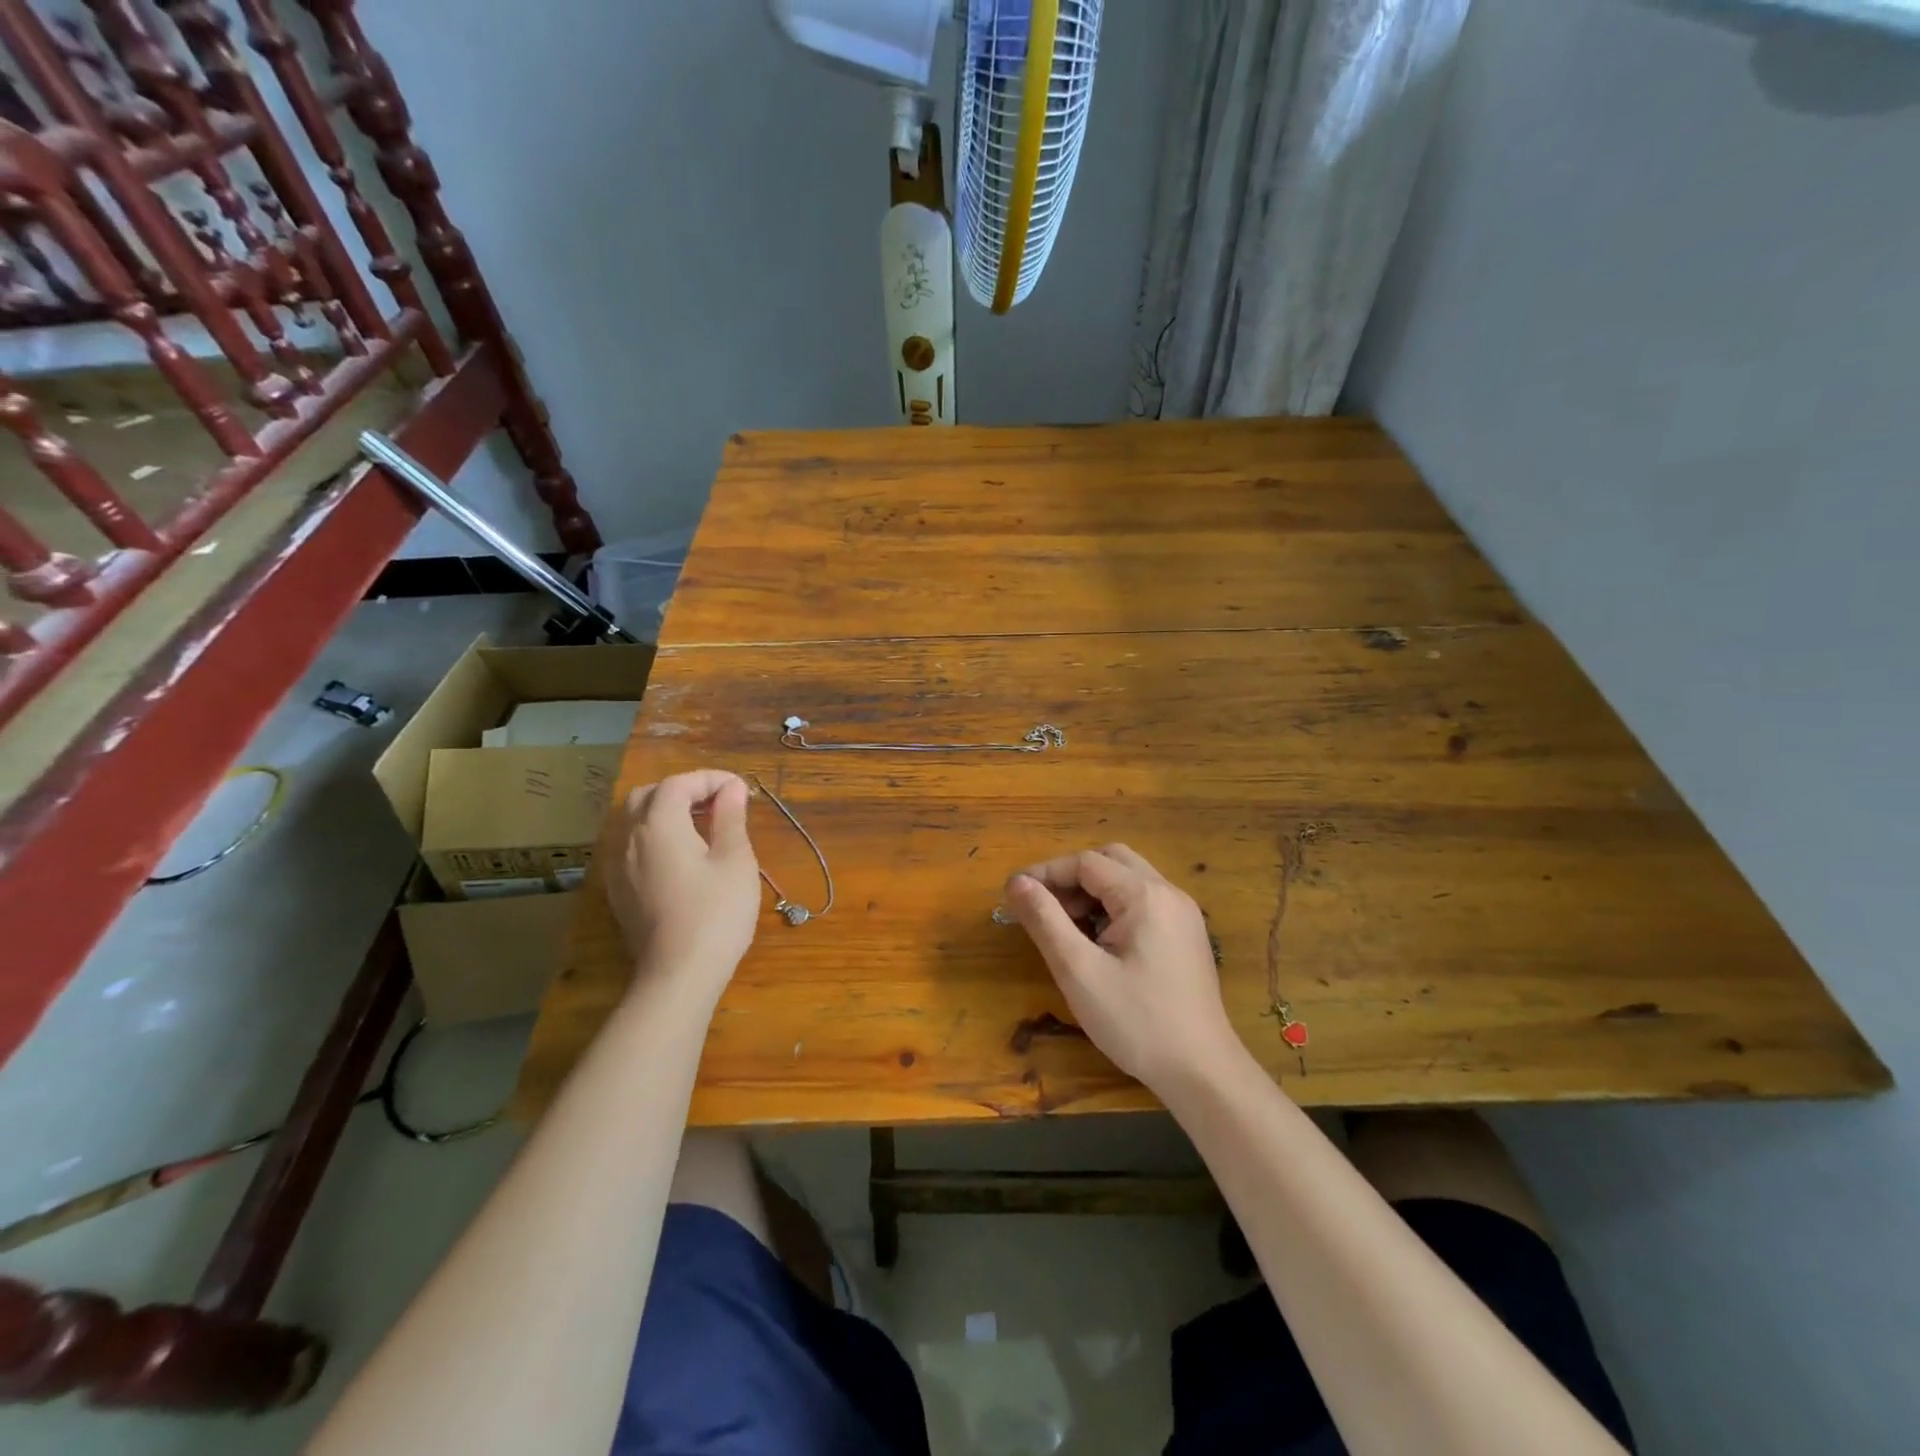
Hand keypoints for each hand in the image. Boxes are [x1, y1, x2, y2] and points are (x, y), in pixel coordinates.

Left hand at [600, 770, 760, 997]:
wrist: (678, 974)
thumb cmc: (716, 912)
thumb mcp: (735, 860)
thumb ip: (730, 818)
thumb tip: (730, 789)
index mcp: (658, 824)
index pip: (678, 784)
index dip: (710, 779)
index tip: (740, 790)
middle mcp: (629, 838)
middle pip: (647, 796)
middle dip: (682, 790)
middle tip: (717, 804)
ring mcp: (618, 866)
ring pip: (634, 821)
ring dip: (665, 812)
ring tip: (700, 827)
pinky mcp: (619, 891)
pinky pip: (630, 847)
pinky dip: (654, 837)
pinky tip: (679, 857)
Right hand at [1004, 844, 1241, 1096]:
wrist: (1202, 1072)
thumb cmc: (1136, 1022)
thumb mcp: (1079, 971)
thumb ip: (1046, 921)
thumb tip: (1017, 883)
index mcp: (1145, 896)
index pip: (1086, 862)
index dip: (1046, 872)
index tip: (1014, 894)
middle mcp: (1168, 893)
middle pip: (1110, 861)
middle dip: (1070, 876)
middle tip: (1042, 905)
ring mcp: (1182, 914)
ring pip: (1128, 880)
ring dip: (1092, 892)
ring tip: (1064, 926)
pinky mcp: (1186, 935)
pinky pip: (1143, 902)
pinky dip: (1113, 907)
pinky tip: (1097, 941)